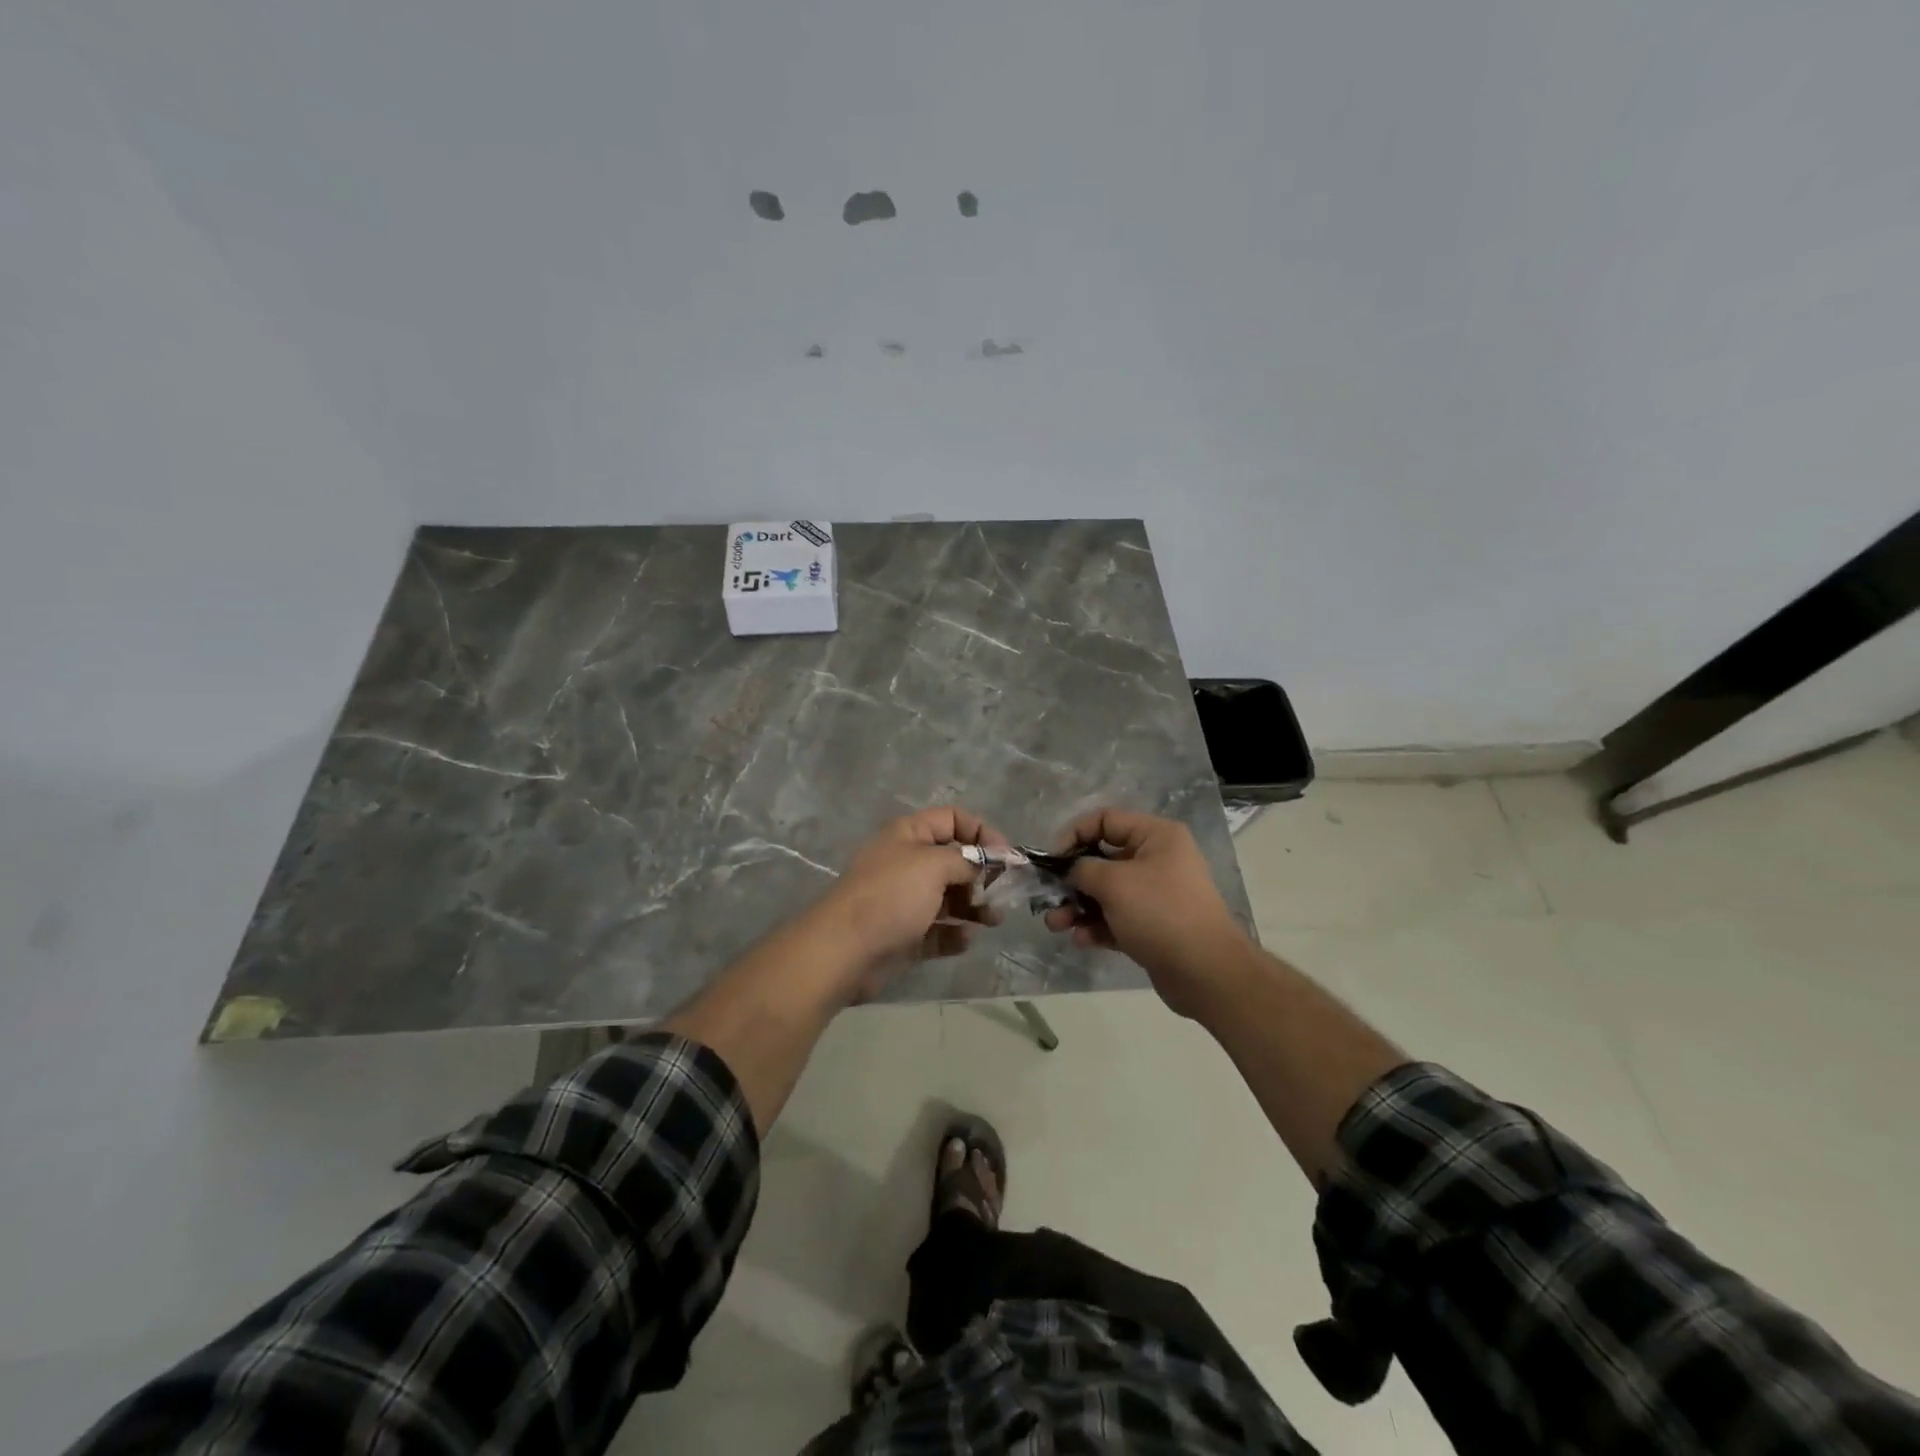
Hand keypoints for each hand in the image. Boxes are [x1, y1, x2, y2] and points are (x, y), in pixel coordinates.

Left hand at [811, 806, 1006, 999]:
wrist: (844, 951)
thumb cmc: (891, 896)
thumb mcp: (934, 865)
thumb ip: (967, 860)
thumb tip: (987, 862)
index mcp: (909, 835)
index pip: (952, 819)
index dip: (982, 832)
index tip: (1006, 858)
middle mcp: (907, 863)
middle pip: (954, 861)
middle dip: (982, 875)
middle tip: (1002, 894)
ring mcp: (905, 901)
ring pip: (949, 898)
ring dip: (975, 907)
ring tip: (992, 920)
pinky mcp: (905, 935)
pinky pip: (938, 931)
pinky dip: (954, 934)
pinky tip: (965, 940)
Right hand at [1042, 808, 1247, 1016]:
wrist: (1206, 972)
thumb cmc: (1160, 912)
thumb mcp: (1114, 883)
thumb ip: (1082, 869)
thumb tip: (1068, 870)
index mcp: (1156, 836)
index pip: (1105, 820)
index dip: (1074, 834)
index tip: (1051, 860)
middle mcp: (1157, 860)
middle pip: (1102, 859)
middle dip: (1071, 880)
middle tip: (1047, 898)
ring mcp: (1155, 895)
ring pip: (1105, 893)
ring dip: (1077, 906)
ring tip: (1056, 925)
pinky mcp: (1152, 927)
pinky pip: (1115, 919)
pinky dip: (1096, 926)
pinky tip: (1081, 940)